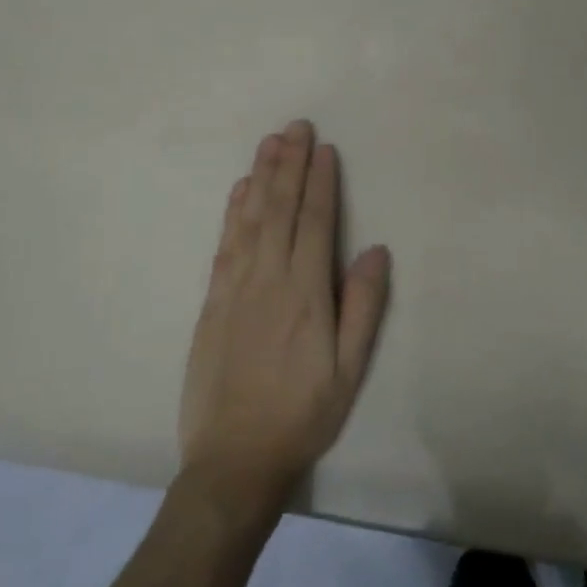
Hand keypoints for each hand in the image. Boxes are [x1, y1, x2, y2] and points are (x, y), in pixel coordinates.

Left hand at [179, 120, 391, 510]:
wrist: (233, 460)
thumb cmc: (303, 414)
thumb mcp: (350, 370)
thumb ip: (363, 306)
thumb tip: (375, 250)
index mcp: (306, 293)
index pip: (315, 222)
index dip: (320, 182)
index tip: (324, 148)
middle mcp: (268, 280)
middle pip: (279, 209)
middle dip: (289, 164)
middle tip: (295, 126)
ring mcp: (234, 289)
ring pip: (249, 219)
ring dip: (260, 177)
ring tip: (269, 142)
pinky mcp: (211, 303)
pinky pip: (223, 245)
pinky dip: (232, 212)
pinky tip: (238, 191)